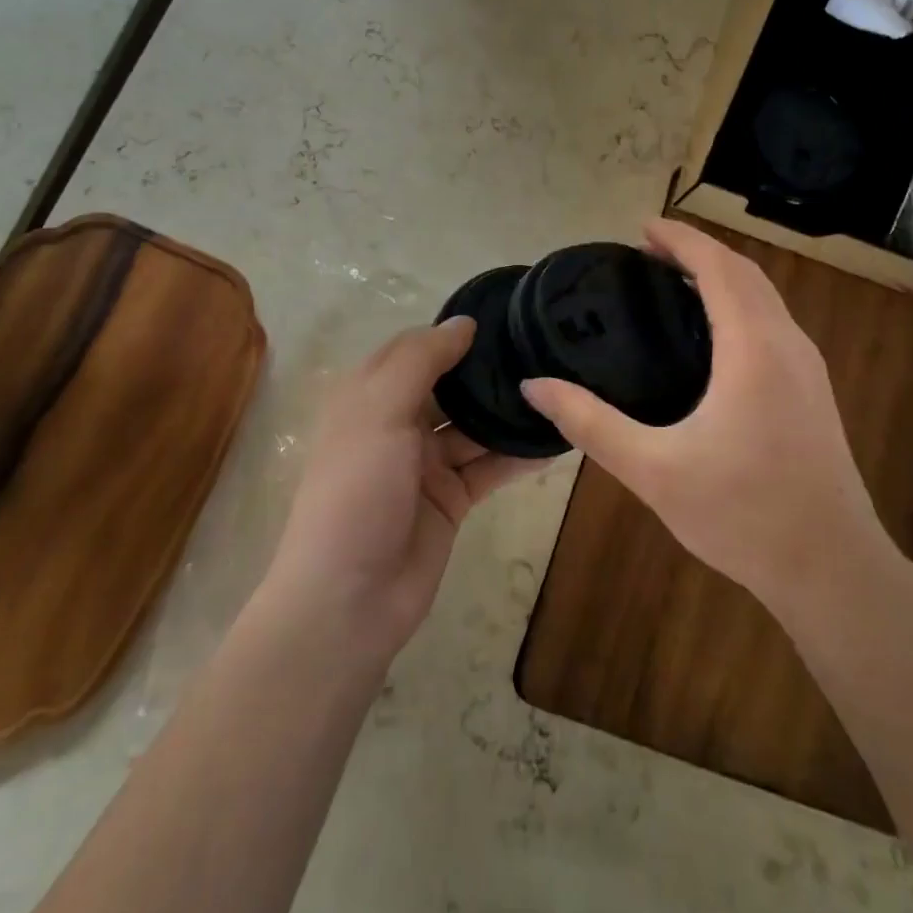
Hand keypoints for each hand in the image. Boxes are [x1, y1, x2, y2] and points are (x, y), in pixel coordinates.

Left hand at [263, 317, 540, 665]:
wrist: (350, 598)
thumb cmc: (356, 491)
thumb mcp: (379, 412)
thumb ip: (421, 361)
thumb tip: (464, 322)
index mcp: (370, 396)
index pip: (415, 349)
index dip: (453, 332)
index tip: (505, 314)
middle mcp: (398, 424)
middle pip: (450, 386)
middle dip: (489, 371)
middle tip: (545, 348)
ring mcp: (426, 464)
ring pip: (475, 427)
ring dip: (509, 412)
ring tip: (562, 387)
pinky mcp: (452, 499)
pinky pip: (490, 467)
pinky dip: (518, 455)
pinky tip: (556, 439)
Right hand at [522, 219, 898, 621]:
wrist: (831, 569)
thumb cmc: (741, 515)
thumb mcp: (653, 470)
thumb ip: (590, 424)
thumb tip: (535, 386)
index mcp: (753, 350)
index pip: (718, 269)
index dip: (681, 240)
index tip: (643, 227)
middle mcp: (788, 346)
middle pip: (745, 274)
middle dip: (699, 252)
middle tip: (648, 252)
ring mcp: (809, 369)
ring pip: (766, 298)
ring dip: (723, 277)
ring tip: (674, 282)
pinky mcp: (813, 392)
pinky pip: (774, 324)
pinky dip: (740, 305)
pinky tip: (712, 335)